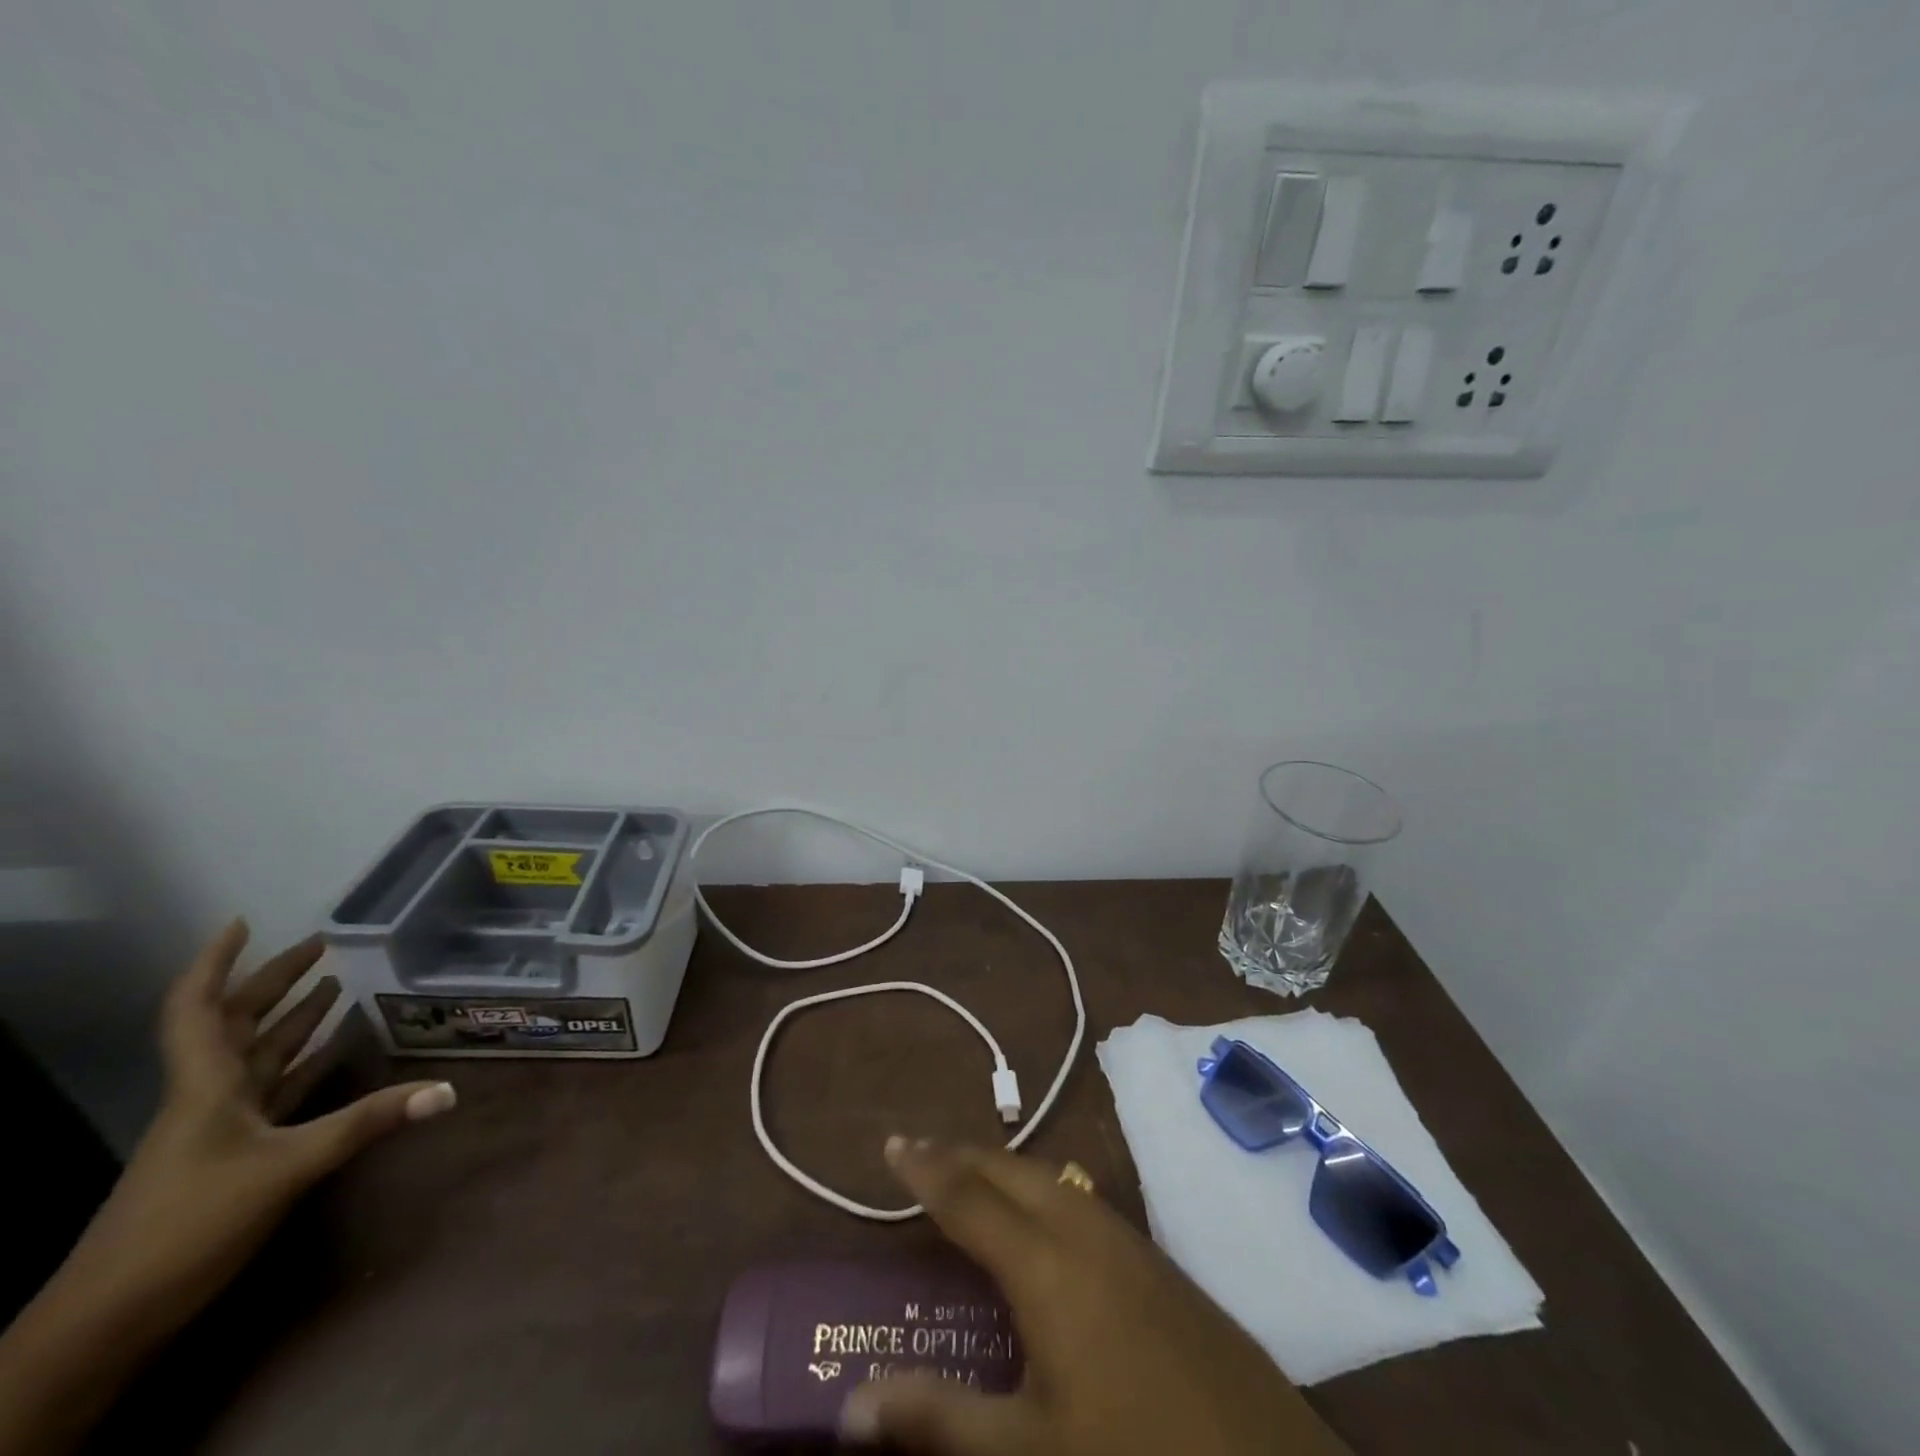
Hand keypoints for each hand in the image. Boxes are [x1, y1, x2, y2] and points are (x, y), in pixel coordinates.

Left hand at [0, 920, 457, 1455]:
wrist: (109, 1319)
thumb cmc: (188, 1224)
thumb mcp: (286, 1169)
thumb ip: (367, 1123)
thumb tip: (446, 1090)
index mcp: (206, 1085)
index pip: (198, 1009)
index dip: (216, 963)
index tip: (243, 923)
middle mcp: (208, 1095)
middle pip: (236, 1024)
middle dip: (274, 981)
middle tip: (320, 946)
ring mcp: (217, 1126)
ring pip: (255, 1055)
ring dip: (290, 1019)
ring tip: (332, 985)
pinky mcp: (230, 1154)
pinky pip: (271, 1090)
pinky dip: (300, 1062)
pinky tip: (330, 1053)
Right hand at [839, 1138, 1348, 1455]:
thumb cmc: (1134, 1453)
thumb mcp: (1029, 1449)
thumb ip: (939, 1418)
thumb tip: (850, 1407)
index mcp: (1045, 1264)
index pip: (968, 1197)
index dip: (925, 1170)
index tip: (891, 1144)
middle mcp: (1083, 1230)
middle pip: (1010, 1171)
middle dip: (961, 1155)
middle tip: (919, 1153)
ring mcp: (1126, 1239)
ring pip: (1050, 1178)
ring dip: (1003, 1168)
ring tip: (969, 1174)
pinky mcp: (1156, 1259)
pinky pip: (1081, 1199)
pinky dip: (1041, 1189)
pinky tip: (1042, 1217)